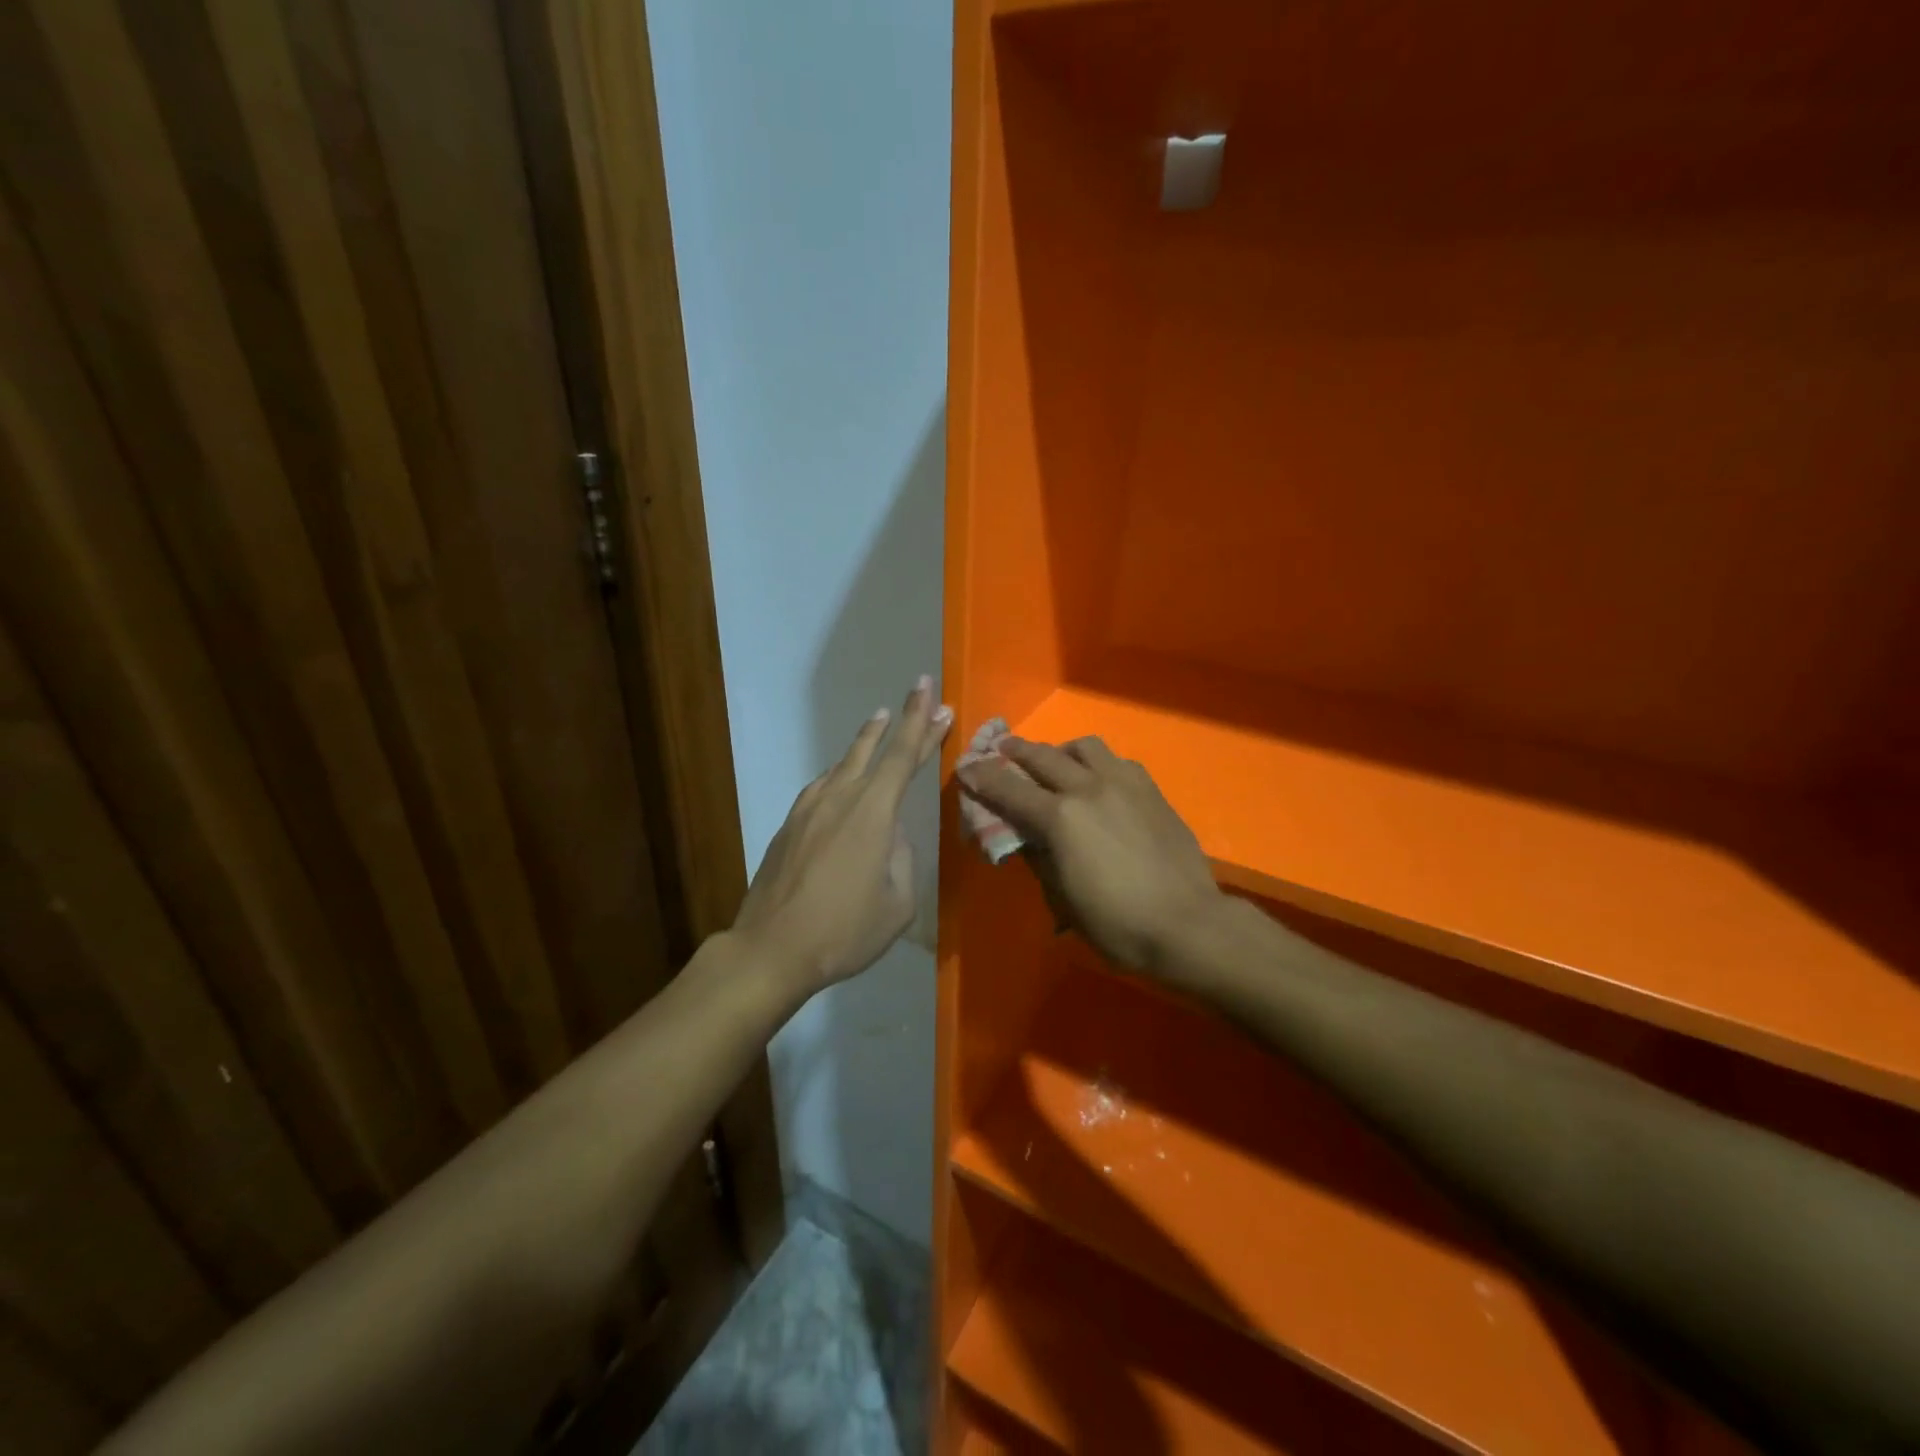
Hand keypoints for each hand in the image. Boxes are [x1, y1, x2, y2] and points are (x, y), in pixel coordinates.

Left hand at [731, 677, 951, 998]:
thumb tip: (890, 835)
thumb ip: (901, 859)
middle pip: (874, 748)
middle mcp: (840, 797)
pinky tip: (843, 779)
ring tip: (879, 724)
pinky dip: (842, 773)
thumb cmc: (844, 931)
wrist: (771, 949)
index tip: (931, 692)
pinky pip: (823, 786)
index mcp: (873, 812)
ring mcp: (809, 808)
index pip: (903, 754)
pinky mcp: (789, 824)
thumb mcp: (898, 904)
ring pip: (844, 763)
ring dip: (866, 743)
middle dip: (900, 719)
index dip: (920, 721)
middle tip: (918, 692)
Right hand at [957, 737, 1223, 974]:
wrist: (1188, 924)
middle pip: (1043, 756)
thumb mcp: (1063, 899)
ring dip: (1060, 750)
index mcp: (1060, 818)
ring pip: (1084, 747)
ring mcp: (1123, 783)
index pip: (1009, 789)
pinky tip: (1099, 779)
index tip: (967, 768)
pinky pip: (1117, 761)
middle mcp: (1087, 788)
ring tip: (1054, 760)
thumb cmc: (1118, 924)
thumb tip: (1025, 837)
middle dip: (1016, 751)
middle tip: (1001, 749)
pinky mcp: (1150, 790)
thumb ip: (1039, 858)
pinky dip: (1097, 763)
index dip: (983, 777)